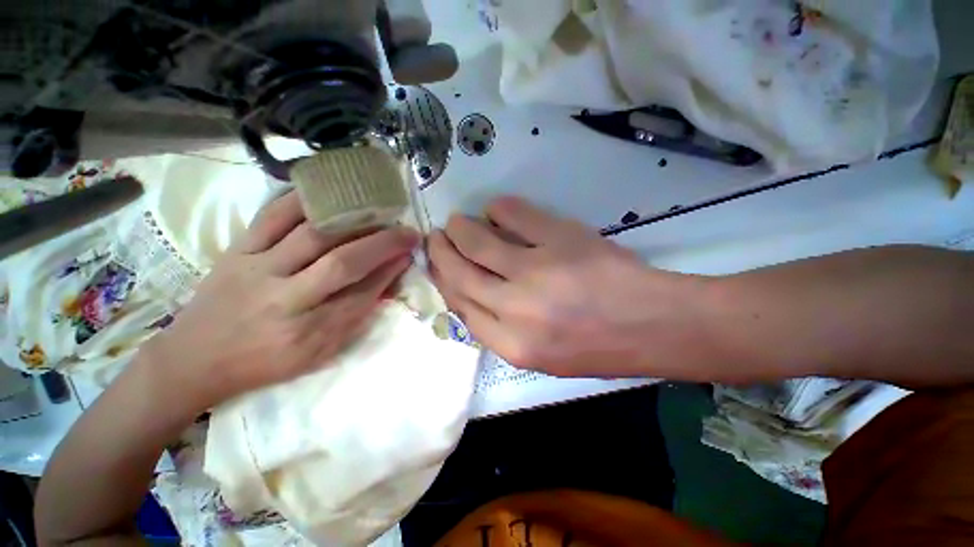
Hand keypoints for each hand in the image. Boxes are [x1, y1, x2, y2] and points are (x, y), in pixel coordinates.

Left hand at [141, 191, 418, 409]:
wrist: (195, 359)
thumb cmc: (265, 362)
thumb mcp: (318, 353)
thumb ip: (355, 316)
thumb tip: (386, 279)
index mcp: (308, 334)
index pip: (363, 295)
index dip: (391, 271)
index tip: (409, 254)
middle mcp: (285, 300)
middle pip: (343, 263)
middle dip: (383, 244)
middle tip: (408, 231)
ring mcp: (257, 269)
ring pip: (313, 235)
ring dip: (355, 221)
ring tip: (379, 211)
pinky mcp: (237, 250)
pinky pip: (272, 216)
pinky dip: (304, 200)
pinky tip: (329, 192)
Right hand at [429, 196, 705, 377]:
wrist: (652, 325)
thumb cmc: (597, 347)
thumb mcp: (540, 355)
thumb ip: (500, 329)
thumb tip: (471, 293)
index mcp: (511, 345)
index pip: (459, 306)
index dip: (444, 281)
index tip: (438, 265)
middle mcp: (515, 310)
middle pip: (460, 273)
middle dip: (441, 251)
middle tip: (436, 237)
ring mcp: (536, 271)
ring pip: (477, 242)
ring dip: (460, 228)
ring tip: (457, 222)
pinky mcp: (560, 239)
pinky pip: (513, 215)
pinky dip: (498, 209)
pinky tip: (496, 211)